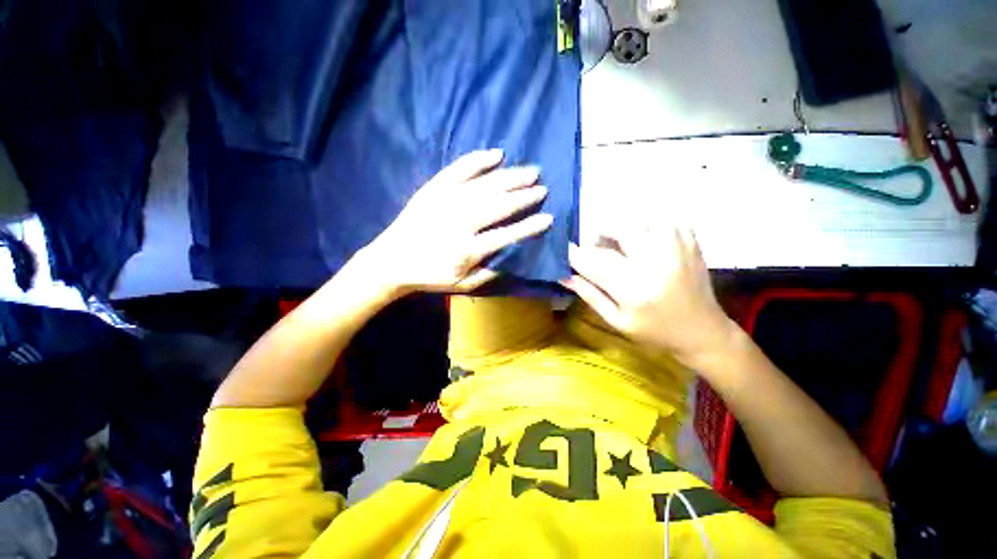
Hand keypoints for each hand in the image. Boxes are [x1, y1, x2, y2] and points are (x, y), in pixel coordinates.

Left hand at [365, 149, 552, 293]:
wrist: (392, 260)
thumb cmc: (429, 275)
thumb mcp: (461, 284)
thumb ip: (488, 274)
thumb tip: (512, 259)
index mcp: (467, 249)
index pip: (506, 235)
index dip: (529, 226)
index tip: (548, 217)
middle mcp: (459, 221)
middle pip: (498, 205)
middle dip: (524, 196)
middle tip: (543, 187)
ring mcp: (446, 200)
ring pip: (485, 185)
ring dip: (510, 177)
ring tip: (531, 171)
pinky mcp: (434, 188)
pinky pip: (459, 169)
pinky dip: (478, 160)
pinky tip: (496, 154)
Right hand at [561, 222, 738, 366]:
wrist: (702, 332)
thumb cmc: (654, 331)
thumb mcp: (616, 320)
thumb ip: (589, 294)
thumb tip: (563, 275)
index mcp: (633, 289)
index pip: (594, 261)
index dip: (575, 253)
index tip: (565, 249)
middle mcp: (655, 263)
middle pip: (620, 228)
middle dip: (602, 234)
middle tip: (600, 247)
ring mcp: (677, 249)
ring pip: (642, 218)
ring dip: (625, 228)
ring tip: (625, 244)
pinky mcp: (691, 243)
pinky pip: (665, 219)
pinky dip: (649, 224)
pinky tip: (647, 240)